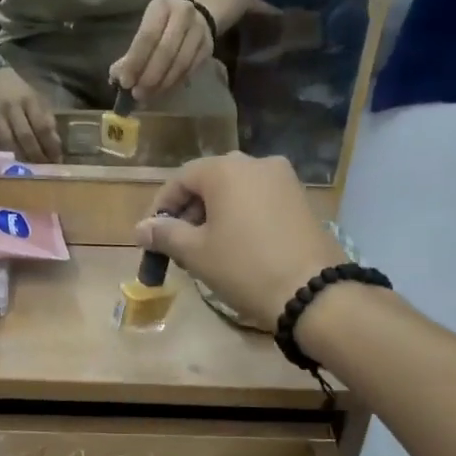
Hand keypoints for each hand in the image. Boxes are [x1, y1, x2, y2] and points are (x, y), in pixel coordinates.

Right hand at [0, 67, 62, 161]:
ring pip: (8, 142)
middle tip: (44, 167)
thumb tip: (55, 143)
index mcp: (29, 100)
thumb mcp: (36, 98)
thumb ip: (46, 118)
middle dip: (36, 155)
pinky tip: (9, 164)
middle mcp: (12, 108)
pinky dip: (1, 156)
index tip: (57, 159)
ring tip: (29, 169)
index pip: (42, 126)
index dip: (51, 145)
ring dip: (20, 158)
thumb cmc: (18, 91)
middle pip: (25, 136)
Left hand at [111, 0, 213, 100]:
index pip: (147, 37)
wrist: (198, 15)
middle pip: (165, 52)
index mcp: (161, 7)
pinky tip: (162, 91)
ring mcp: (199, 31)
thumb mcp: (146, 27)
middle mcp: (183, 15)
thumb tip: (116, 77)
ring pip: (180, 64)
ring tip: (148, 96)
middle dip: (149, 77)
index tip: (125, 82)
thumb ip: (131, 51)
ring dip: (162, 84)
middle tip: (137, 94)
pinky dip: (174, 84)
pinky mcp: (208, 47)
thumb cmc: (162, 26)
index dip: (135, 62)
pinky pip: (190, 70)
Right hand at [136, 152, 348, 328]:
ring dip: (214, 214)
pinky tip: (236, 245)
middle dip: (188, 211)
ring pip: (236, 190)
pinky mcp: (301, 199)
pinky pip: (259, 200)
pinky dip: (240, 216)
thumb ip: (165, 234)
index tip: (151, 236)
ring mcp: (284, 179)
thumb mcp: (196, 253)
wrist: (313, 292)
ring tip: (204, 248)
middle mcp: (256, 163)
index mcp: (226, 169)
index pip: (181, 179)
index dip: (161, 207)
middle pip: (209, 181)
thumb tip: (142, 229)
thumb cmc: (244, 267)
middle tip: (177, 245)